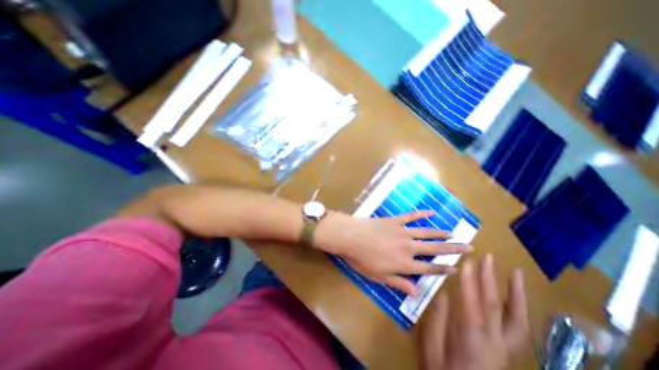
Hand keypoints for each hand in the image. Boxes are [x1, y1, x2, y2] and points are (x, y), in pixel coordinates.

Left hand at [316, 209, 469, 295]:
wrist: (351, 237)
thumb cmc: (362, 259)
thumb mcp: (378, 277)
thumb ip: (398, 283)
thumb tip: (416, 292)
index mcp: (404, 264)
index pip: (429, 269)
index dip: (444, 269)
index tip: (458, 267)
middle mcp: (408, 247)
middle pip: (434, 249)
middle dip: (453, 249)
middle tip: (469, 246)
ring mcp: (402, 231)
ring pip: (426, 232)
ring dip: (441, 233)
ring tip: (454, 233)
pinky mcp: (394, 220)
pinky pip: (410, 216)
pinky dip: (421, 214)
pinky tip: (430, 212)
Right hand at [422, 255, 528, 369]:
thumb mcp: (432, 349)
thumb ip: (438, 321)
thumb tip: (443, 294)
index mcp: (471, 341)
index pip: (472, 305)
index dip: (470, 282)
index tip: (467, 261)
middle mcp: (494, 343)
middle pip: (495, 306)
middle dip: (490, 279)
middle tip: (487, 258)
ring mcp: (506, 348)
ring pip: (516, 318)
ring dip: (515, 293)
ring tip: (516, 273)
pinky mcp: (509, 351)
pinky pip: (520, 328)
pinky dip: (520, 309)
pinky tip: (517, 295)